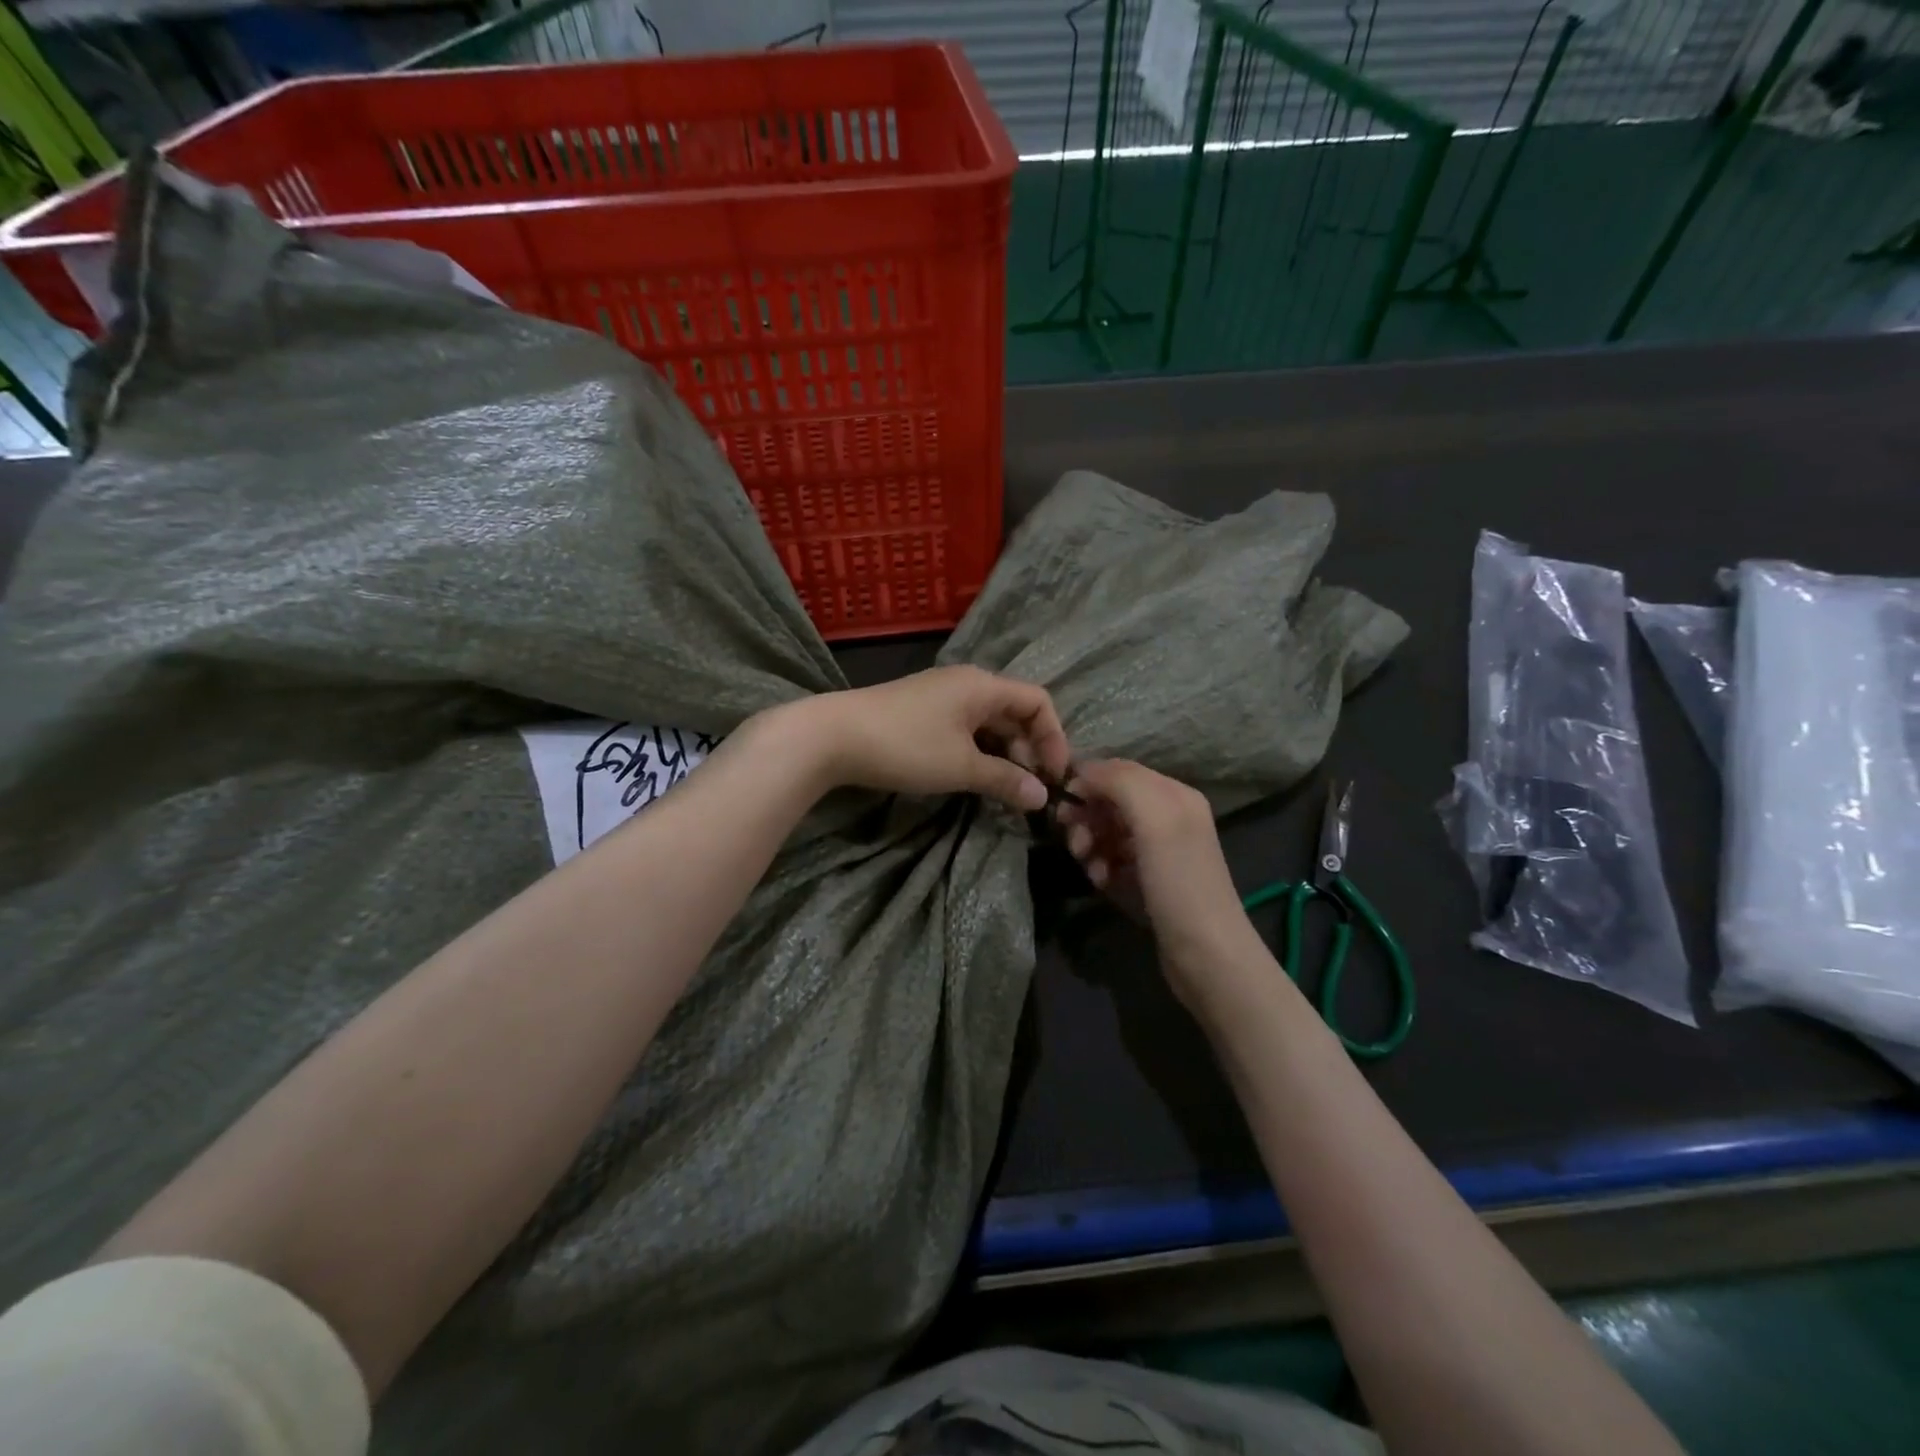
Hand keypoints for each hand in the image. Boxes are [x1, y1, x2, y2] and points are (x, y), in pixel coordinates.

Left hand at [788, 667, 1070, 811]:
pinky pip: (964, 727)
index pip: (1038, 701)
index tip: (1054, 776)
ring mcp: (941, 695)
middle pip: (1014, 711)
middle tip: (1029, 788)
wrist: (832, 736)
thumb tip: (1041, 797)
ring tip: (1004, 788)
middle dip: (1029, 749)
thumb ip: (1005, 780)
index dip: (1054, 738)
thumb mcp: (961, 767)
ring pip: (988, 722)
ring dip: (1003, 753)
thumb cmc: (906, 746)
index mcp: (983, 685)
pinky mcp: (921, 711)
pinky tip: (973, 776)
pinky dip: (978, 750)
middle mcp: (966, 683)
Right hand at [1057, 760, 1263, 1007]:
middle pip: (1110, 800)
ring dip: (1090, 844)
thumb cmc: (1180, 883)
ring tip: (1090, 867)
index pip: (1117, 770)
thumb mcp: (1155, 820)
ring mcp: (1158, 850)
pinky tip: (1102, 882)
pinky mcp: (1148, 879)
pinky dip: (1100, 866)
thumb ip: (1121, 782)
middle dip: (1086, 817)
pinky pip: (1112, 859)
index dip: (1086, 782)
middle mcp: (1167, 816)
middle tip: (1076, 843)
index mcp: (1174, 794)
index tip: (1062, 806)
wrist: (1207, 956)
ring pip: (1107, 830)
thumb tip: (1082, 773)